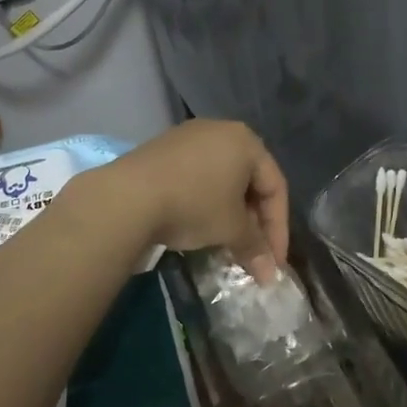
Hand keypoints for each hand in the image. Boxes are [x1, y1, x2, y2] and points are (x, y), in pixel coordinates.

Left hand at [102, 121, 289, 280]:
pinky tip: (197, 225)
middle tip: (252, 254)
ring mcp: (188, 137)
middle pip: (248, 180)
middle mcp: (220, 130)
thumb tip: (270, 275)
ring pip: (220, 179)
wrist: (128, 196)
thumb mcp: (231, 229)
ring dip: (228, 213)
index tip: (273, 262)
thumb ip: (255, 247)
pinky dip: (203, 201)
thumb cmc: (194, 204)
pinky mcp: (161, 149)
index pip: (275, 187)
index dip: (278, 229)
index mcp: (246, 141)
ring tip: (225, 243)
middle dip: (253, 222)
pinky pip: (195, 176)